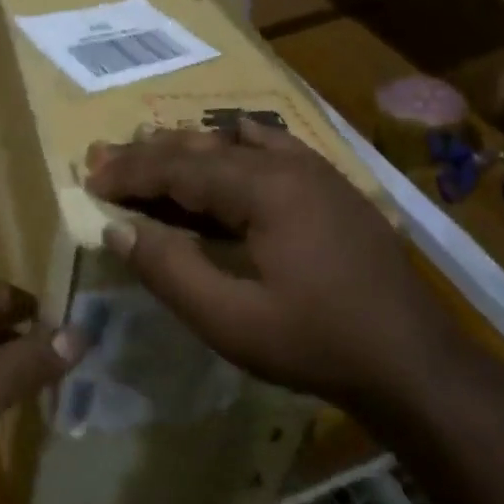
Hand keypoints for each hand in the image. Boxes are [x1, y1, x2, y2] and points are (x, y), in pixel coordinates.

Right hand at [85, 122, 455, 406]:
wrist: (413, 361)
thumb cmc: (316, 344)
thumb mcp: (232, 322)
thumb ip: (171, 271)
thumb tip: (119, 229)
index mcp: (265, 189)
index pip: (180, 168)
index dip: (131, 173)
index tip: (91, 179)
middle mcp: (289, 164)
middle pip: (204, 148)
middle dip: (151, 154)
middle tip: (105, 160)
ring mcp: (316, 170)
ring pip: (237, 142)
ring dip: (189, 149)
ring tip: (151, 153)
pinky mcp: (331, 185)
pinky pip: (273, 147)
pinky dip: (236, 146)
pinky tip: (226, 153)